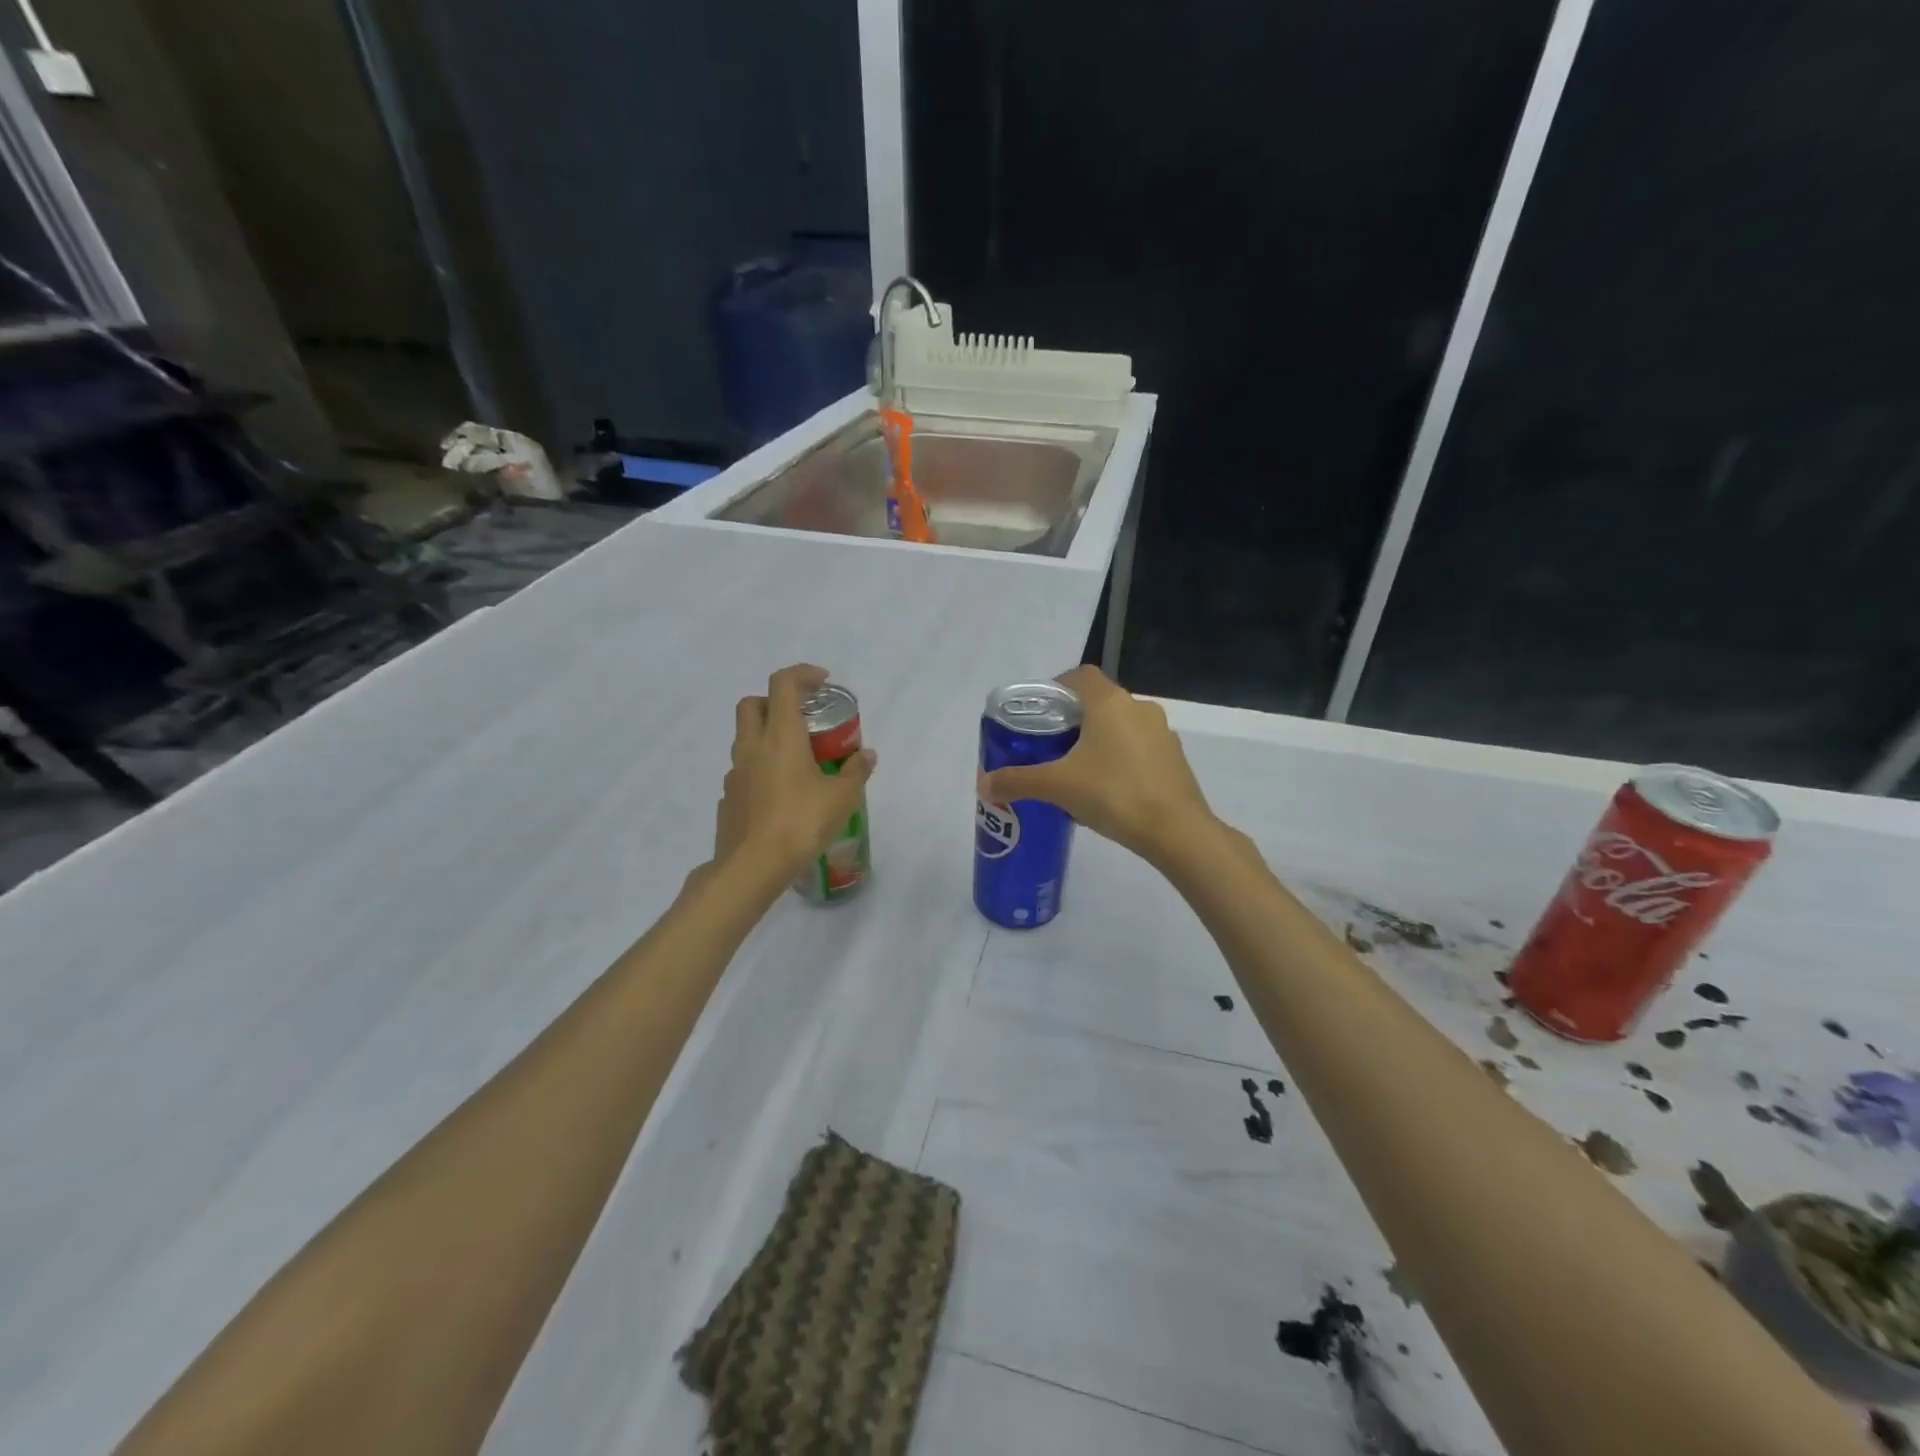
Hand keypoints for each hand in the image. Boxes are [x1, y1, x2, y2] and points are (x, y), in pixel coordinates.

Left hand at [713, 664, 876, 879]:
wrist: (752, 868)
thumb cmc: (800, 824)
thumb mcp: (841, 799)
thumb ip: (855, 772)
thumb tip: (867, 755)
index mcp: (780, 737)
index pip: (783, 684)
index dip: (802, 674)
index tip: (823, 683)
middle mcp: (752, 747)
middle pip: (751, 704)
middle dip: (774, 701)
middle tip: (801, 718)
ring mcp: (734, 773)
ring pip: (744, 738)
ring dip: (766, 736)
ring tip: (796, 760)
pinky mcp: (727, 798)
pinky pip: (743, 771)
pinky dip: (760, 769)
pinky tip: (779, 793)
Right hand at [977, 665, 1215, 866]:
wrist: (1177, 832)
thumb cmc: (1114, 794)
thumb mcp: (1058, 787)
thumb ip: (1018, 782)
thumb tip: (984, 784)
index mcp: (1110, 703)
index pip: (1079, 675)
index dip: (1056, 688)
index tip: (1039, 714)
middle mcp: (1139, 709)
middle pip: (1098, 702)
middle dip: (1072, 720)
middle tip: (1049, 747)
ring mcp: (1162, 733)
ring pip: (1120, 726)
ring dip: (1098, 741)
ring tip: (1076, 772)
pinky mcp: (1174, 759)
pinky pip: (1138, 749)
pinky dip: (1120, 760)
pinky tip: (1107, 790)